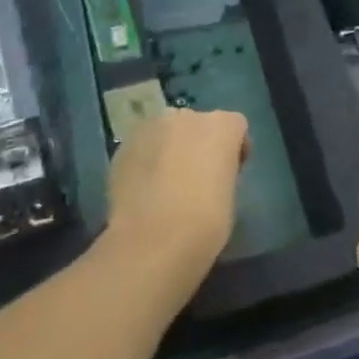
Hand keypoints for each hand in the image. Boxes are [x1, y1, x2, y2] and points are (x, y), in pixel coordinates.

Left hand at [103, 109, 248, 282]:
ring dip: (170, 149)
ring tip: (166, 183)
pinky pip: (142, 148)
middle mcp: (186, 117)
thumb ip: (222, 171)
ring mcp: (150, 128)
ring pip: (166, 132)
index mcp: (221, 126)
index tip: (231, 172)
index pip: (235, 125)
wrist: (152, 241)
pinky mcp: (123, 147)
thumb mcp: (230, 194)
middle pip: (198, 123)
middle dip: (199, 143)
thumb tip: (209, 174)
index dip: (234, 147)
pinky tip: (144, 190)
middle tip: (197, 176)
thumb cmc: (206, 221)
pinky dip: (146, 161)